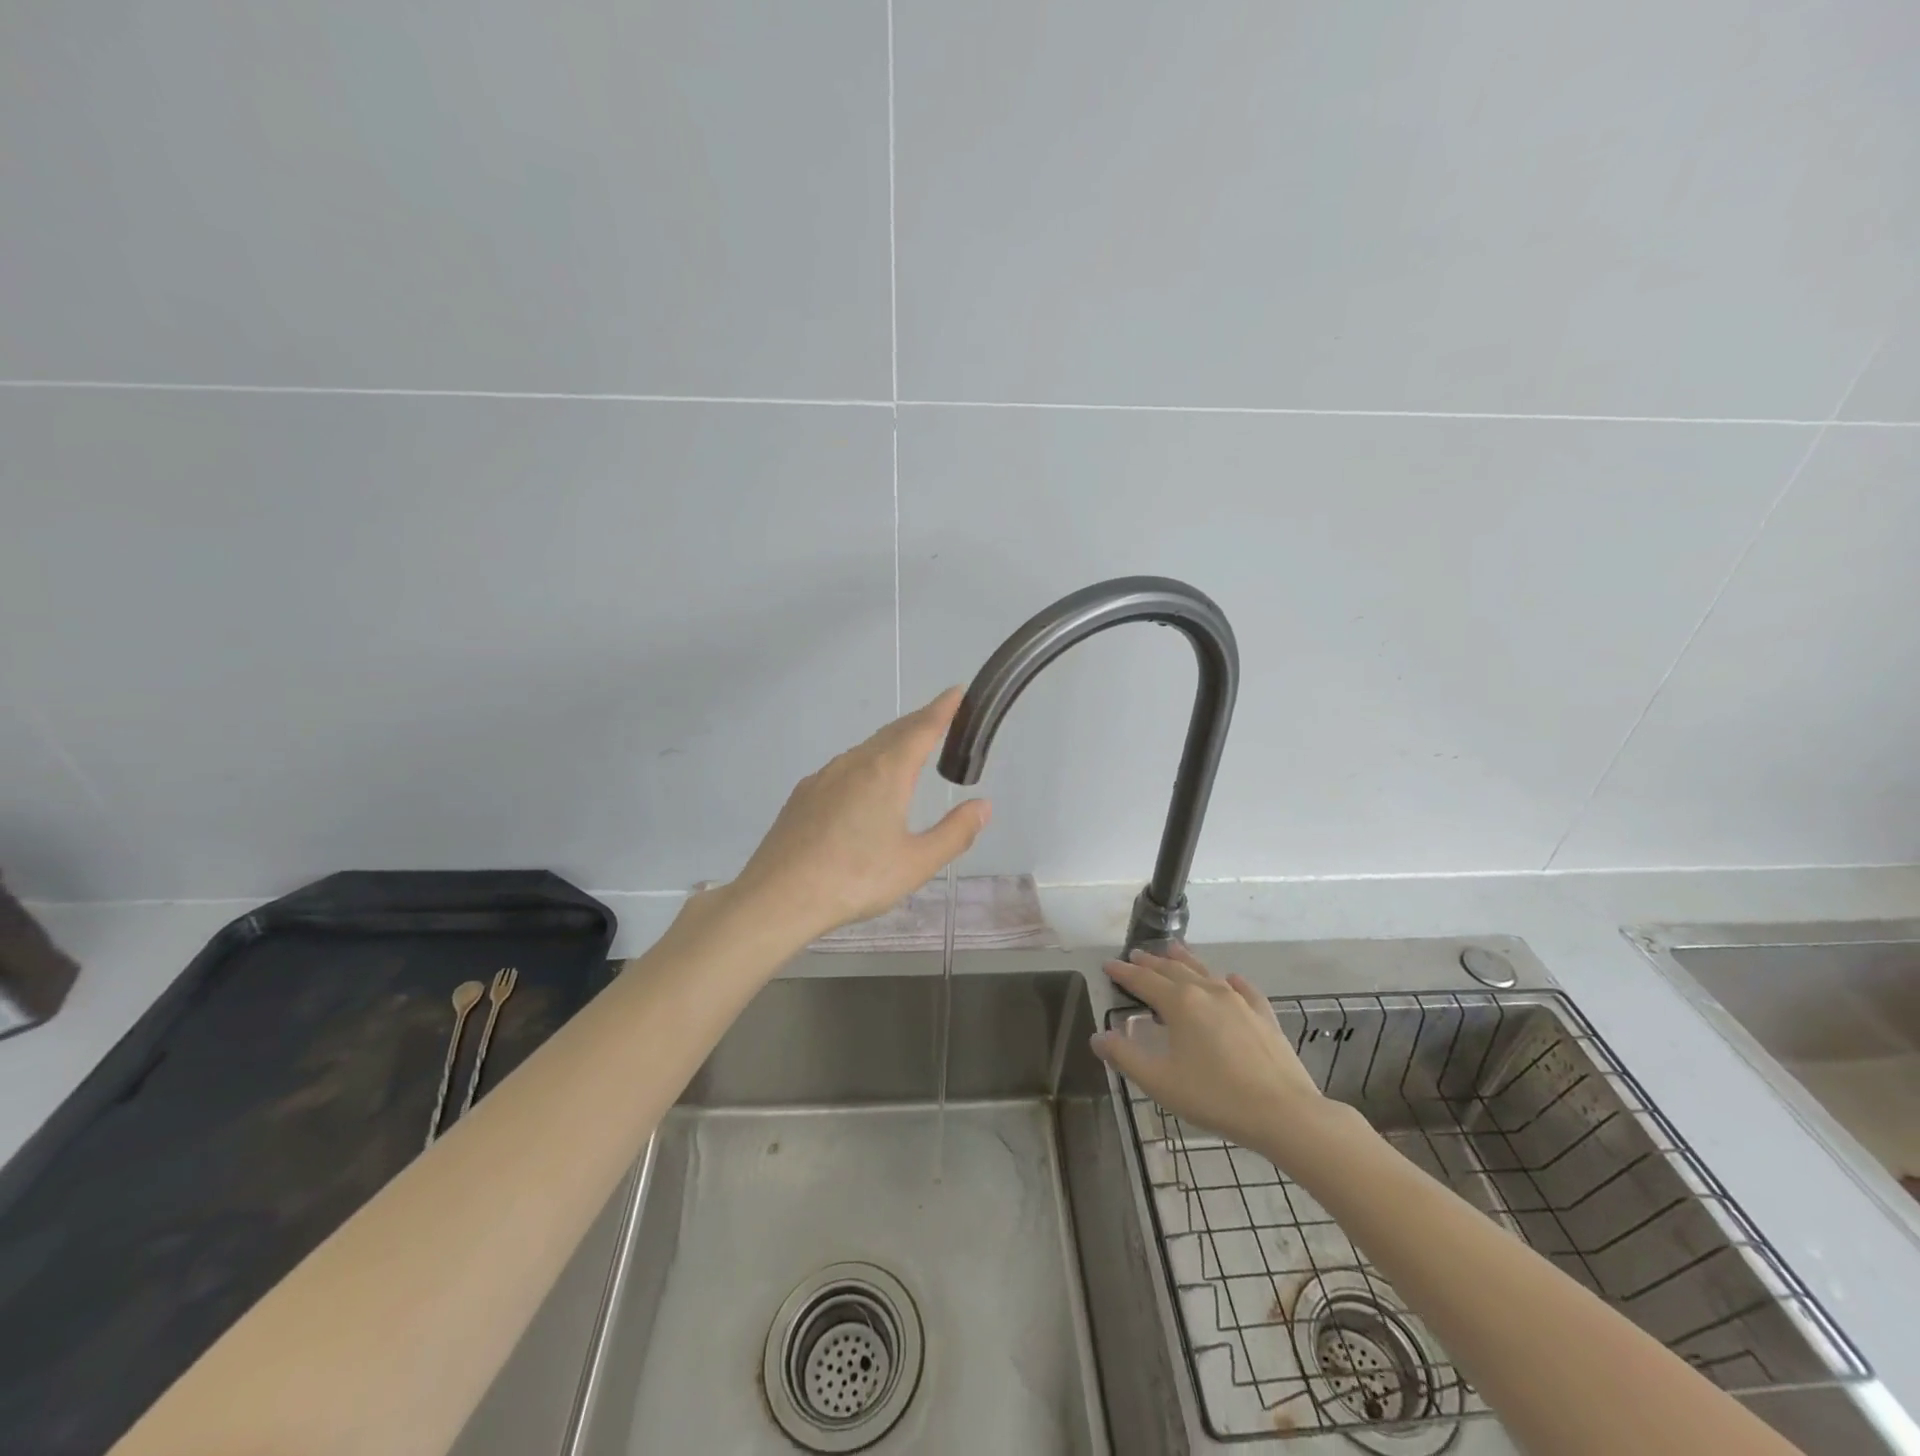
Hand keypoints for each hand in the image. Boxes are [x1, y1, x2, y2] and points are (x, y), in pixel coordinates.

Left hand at [730, 687, 990, 943]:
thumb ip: (954, 833)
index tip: (956, 691)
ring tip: (909, 749)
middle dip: (919, 721)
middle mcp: (855, 763)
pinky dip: (866, 762)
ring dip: (892, 741)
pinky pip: (844, 767)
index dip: (943, 708)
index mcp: (887, 773)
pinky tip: (865, 786)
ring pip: (866, 748)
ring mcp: (824, 776)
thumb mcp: (916, 863)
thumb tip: (983, 805)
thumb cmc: (855, 879)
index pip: (922, 728)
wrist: (779, 897)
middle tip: (941, 717)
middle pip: (893, 732)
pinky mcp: (804, 794)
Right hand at [1091, 945, 1332, 1156]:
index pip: (1143, 981)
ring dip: (1185, 960)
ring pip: (1205, 971)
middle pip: (1173, 970)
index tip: (1108, 965)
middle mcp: (1207, 992)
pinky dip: (1230, 981)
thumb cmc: (1215, 1096)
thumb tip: (1098, 1037)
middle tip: (1136, 953)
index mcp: (1179, 1003)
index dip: (1123, 973)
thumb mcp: (1160, 1082)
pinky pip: (1243, 989)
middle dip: (1151, 962)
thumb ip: (1125, 1057)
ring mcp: (1239, 1001)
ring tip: (1174, 949)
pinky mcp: (1263, 1016)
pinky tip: (1230, 979)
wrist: (1284, 1113)